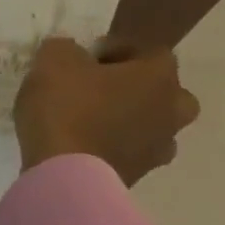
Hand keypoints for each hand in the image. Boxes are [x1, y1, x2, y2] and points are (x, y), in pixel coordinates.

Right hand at [13, 37, 199, 185]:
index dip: (119, 48)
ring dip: (129, 120)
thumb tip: (71, 54)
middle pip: (166, 92)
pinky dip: (114, 146)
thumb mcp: (54, 60)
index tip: (89, 55)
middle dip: (137, 87)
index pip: (152, 51)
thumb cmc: (66, 107)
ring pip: (152, 126)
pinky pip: (131, 152)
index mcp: (158, 77)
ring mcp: (158, 149)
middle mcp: (170, 112)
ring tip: (91, 120)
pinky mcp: (138, 176)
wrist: (64, 175)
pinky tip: (83, 144)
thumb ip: (66, 49)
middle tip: (101, 88)